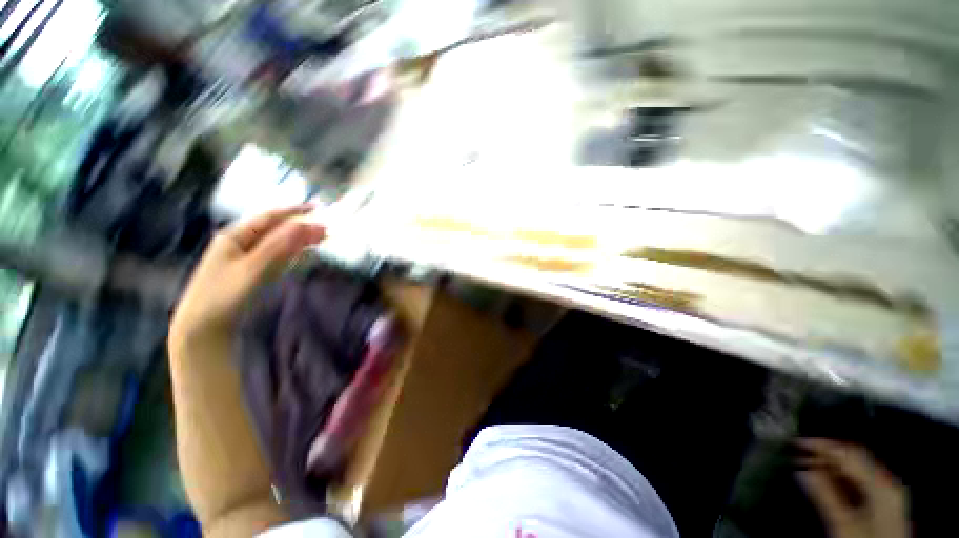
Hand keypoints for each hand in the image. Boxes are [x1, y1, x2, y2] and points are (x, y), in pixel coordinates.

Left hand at [170, 204, 325, 345]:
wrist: (203, 326)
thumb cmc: (223, 295)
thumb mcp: (252, 269)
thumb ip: (277, 246)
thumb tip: (302, 225)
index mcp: (235, 236)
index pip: (269, 218)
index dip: (293, 211)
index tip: (316, 208)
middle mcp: (240, 243)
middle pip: (275, 230)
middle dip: (301, 228)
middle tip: (326, 229)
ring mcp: (246, 258)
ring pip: (277, 244)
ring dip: (299, 240)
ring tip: (321, 238)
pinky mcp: (251, 272)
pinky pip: (276, 256)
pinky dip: (291, 252)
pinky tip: (302, 251)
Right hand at [796, 438, 909, 537]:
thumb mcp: (843, 524)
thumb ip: (825, 497)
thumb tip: (802, 470)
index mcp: (882, 486)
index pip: (849, 455)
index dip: (823, 445)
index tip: (798, 442)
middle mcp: (888, 484)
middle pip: (856, 459)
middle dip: (827, 453)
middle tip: (800, 451)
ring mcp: (889, 493)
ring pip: (858, 468)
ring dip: (832, 464)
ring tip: (808, 464)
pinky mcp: (884, 503)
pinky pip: (862, 480)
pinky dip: (842, 476)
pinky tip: (827, 478)